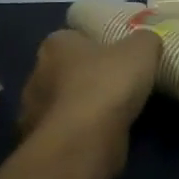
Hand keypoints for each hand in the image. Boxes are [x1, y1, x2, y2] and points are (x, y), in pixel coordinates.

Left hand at [17, 28, 161, 173]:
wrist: (85, 139)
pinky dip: (80, 131)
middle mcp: (37, 74)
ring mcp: (34, 111)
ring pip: (62, 102)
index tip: (115, 55)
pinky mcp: (40, 141)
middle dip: (85, 76)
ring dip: (81, 106)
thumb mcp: (141, 50)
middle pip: (64, 70)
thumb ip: (144, 40)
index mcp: (56, 45)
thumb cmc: (108, 83)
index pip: (72, 38)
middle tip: (116, 83)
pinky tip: (102, 135)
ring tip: (113, 113)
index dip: (94, 44)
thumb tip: (145, 42)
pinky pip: (64, 130)